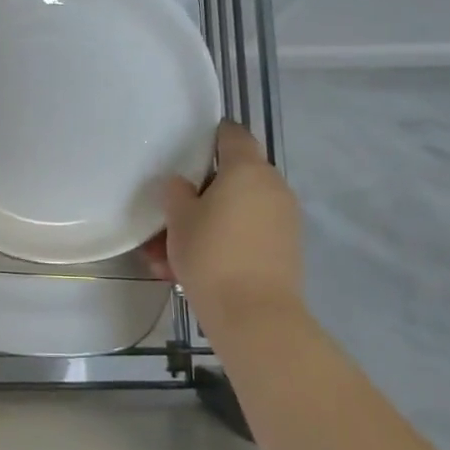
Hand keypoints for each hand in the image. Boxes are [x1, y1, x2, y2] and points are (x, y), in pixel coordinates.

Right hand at [143, 121, 302, 326]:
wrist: (254, 315)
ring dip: (204, 226)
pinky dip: (220, 244)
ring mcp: (283, 220)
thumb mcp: (178, 219)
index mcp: (247, 169)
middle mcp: (272, 187)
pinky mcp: (284, 250)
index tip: (187, 148)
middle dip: (198, 195)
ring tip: (165, 258)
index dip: (210, 136)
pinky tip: (184, 272)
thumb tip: (182, 185)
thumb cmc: (211, 254)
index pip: (232, 134)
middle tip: (168, 216)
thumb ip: (176, 193)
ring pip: (235, 212)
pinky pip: (245, 236)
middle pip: (232, 178)